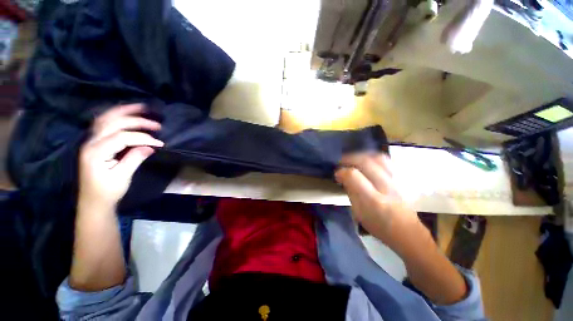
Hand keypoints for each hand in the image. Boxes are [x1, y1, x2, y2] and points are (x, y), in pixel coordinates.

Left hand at [78, 104, 163, 208]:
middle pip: (113, 123)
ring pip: (106, 118)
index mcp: (96, 152)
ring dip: (124, 112)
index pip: (122, 137)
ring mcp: (91, 141)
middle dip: (136, 120)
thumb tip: (151, 146)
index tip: (160, 143)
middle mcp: (91, 142)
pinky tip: (127, 115)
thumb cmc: (107, 192)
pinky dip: (117, 116)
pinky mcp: (95, 143)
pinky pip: (104, 124)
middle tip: (156, 124)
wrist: (93, 202)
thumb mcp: (122, 177)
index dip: (143, 137)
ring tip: (141, 107)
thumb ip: (135, 159)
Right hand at [335, 153, 420, 246]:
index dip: (342, 171)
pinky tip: (369, 161)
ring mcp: (398, 181)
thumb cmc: (379, 225)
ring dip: (363, 155)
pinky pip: (388, 161)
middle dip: (350, 158)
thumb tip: (342, 176)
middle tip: (342, 161)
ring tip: (354, 159)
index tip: (336, 173)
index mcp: (373, 200)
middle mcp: (387, 187)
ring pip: (379, 158)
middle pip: (366, 162)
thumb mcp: (358, 213)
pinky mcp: (404, 178)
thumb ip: (350, 192)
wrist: (407, 232)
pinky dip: (375, 157)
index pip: (354, 176)